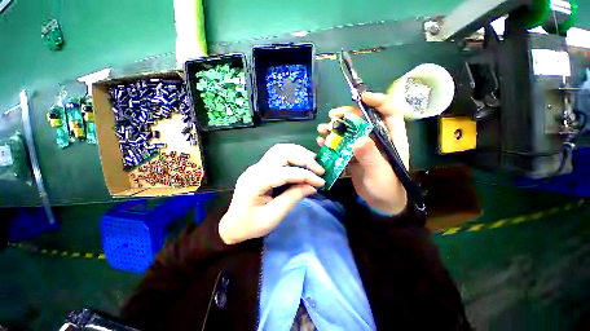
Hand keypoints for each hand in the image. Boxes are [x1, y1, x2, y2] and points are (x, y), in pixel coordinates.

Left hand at [218, 144, 325, 244]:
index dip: (306, 175)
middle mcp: (256, 169)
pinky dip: (293, 155)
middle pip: (282, 153)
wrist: (232, 225)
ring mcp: (257, 166)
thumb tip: (312, 187)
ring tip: (314, 162)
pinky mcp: (261, 167)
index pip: (286, 172)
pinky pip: (279, 155)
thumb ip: (292, 198)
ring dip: (299, 153)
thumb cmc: (250, 225)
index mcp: (256, 182)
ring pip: (281, 149)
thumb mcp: (273, 217)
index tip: (321, 181)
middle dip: (304, 158)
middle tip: (320, 168)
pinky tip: (302, 162)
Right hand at [317, 92, 408, 215]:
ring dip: (335, 128)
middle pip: (363, 119)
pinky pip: (341, 145)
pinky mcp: (352, 155)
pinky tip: (321, 142)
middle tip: (333, 116)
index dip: (379, 101)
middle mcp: (376, 139)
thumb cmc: (387, 188)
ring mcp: (363, 147)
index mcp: (391, 138)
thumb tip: (358, 140)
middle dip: (347, 115)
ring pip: (349, 131)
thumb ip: (371, 156)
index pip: (389, 112)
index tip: (362, 97)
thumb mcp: (380, 172)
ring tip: (322, 130)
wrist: (380, 203)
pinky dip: (331, 142)